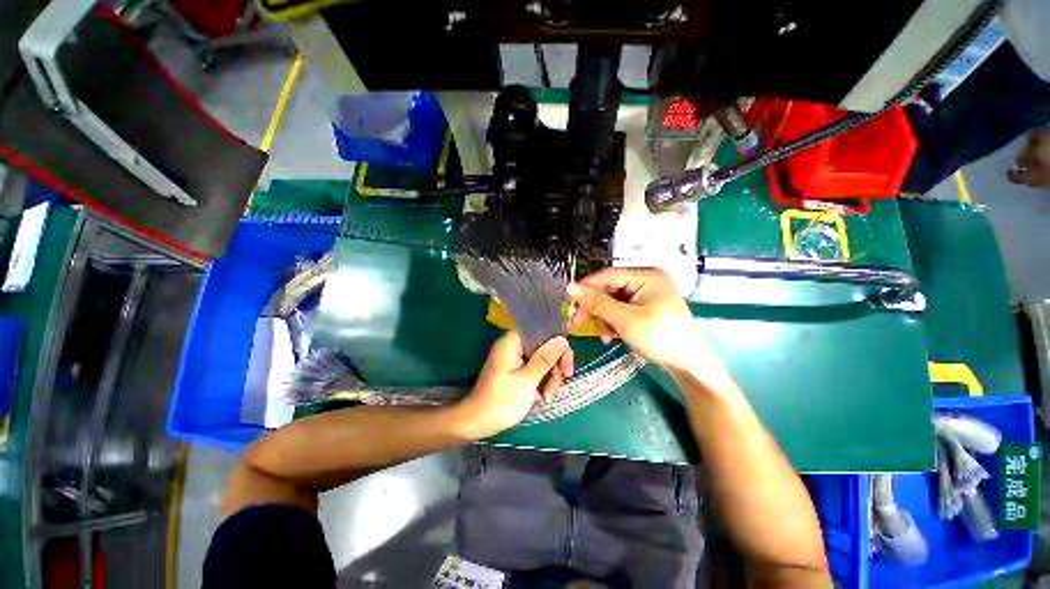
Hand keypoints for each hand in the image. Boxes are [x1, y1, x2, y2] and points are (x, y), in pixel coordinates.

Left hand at [454, 331, 572, 438]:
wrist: (477, 422)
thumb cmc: (501, 401)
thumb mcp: (527, 381)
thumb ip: (545, 358)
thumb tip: (562, 339)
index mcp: (512, 342)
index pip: (542, 332)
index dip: (558, 347)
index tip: (566, 368)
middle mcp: (513, 345)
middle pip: (544, 347)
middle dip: (554, 367)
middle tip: (557, 386)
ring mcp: (514, 358)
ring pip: (542, 360)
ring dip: (549, 378)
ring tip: (547, 397)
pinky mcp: (515, 369)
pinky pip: (535, 369)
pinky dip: (541, 382)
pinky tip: (541, 396)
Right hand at [566, 267, 711, 373]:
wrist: (690, 365)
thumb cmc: (660, 338)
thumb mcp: (625, 320)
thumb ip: (597, 303)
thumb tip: (571, 287)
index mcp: (645, 276)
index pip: (606, 276)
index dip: (585, 289)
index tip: (569, 304)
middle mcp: (645, 280)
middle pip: (608, 289)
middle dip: (595, 309)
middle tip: (579, 324)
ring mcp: (646, 295)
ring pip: (611, 302)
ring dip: (603, 319)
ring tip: (605, 337)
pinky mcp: (645, 308)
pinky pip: (620, 310)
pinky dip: (613, 322)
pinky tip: (612, 336)